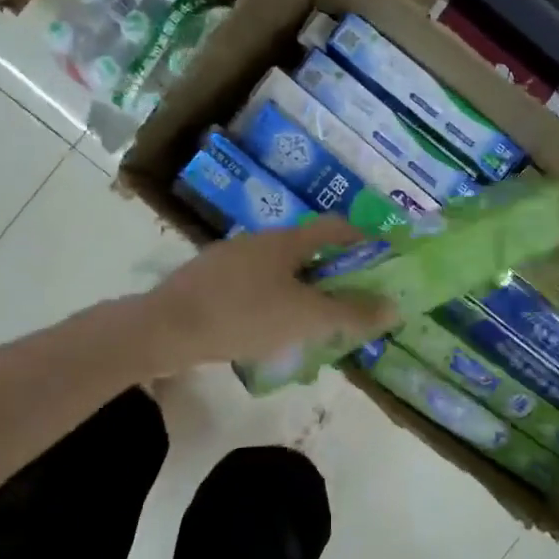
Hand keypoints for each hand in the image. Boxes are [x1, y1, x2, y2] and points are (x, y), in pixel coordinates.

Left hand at [135, 218, 399, 372]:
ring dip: (299, 290)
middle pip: (306, 250)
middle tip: (346, 303)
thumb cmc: (244, 316)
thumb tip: (394, 307)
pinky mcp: (206, 281)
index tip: (380, 259)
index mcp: (285, 241)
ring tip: (309, 323)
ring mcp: (228, 259)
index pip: (334, 227)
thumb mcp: (306, 319)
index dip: (362, 239)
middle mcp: (257, 241)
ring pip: (277, 270)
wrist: (164, 329)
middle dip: (331, 274)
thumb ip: (351, 313)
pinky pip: (251, 286)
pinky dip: (270, 301)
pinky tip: (266, 331)